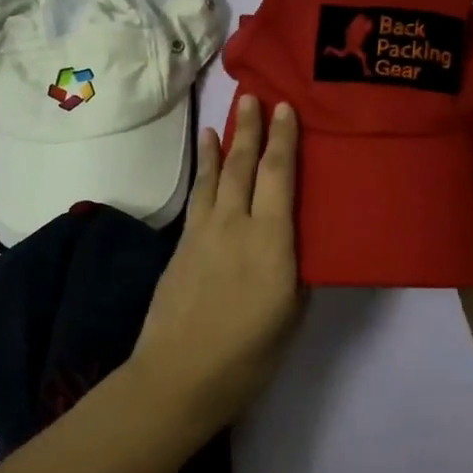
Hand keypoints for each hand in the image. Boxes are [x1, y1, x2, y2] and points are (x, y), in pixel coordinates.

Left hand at [130, 94, 303, 426]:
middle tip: (253, 97)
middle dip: (250, 129)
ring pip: (216, 176)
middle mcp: (236, 225)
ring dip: (223, 145)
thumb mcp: (290, 316)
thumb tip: (294, 247)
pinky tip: (204, 163)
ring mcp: (204, 232)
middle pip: (244, 166)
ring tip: (224, 119)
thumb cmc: (247, 354)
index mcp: (271, 241)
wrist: (178, 375)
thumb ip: (295, 272)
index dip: (284, 140)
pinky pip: (198, 197)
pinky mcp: (182, 245)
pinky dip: (202, 173)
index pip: (280, 177)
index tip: (286, 108)